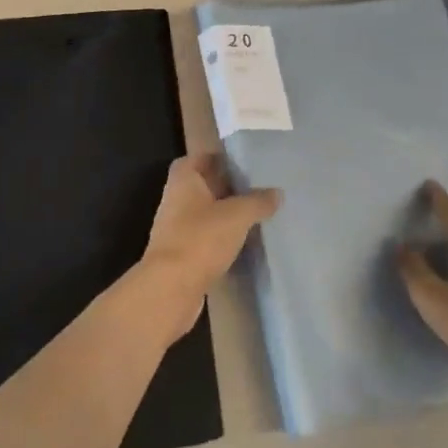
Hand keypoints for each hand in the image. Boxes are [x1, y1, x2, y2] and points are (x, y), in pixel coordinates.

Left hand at [138, 155, 280, 337]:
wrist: (170, 289)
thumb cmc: (201, 239)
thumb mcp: (237, 215)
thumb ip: (258, 201)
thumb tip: (276, 193)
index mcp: (184, 181)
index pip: (196, 159)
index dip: (216, 158)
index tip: (241, 162)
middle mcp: (176, 200)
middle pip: (202, 186)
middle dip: (226, 186)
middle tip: (256, 187)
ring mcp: (176, 229)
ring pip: (204, 213)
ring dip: (225, 214)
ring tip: (255, 213)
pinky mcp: (182, 255)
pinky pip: (205, 238)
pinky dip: (221, 238)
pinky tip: (243, 242)